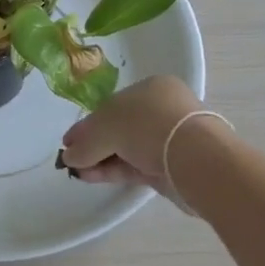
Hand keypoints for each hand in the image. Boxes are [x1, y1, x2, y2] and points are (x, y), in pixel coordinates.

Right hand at [59, 75, 213, 204]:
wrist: (196, 159)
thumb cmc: (149, 126)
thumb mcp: (107, 126)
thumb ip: (86, 141)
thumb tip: (69, 156)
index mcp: (151, 88)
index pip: (113, 105)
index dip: (88, 123)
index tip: (68, 141)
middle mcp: (161, 110)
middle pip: (119, 128)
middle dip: (93, 143)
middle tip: (71, 159)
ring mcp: (167, 140)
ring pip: (127, 149)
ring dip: (100, 159)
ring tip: (76, 172)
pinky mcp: (170, 167)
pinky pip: (134, 166)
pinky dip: (112, 171)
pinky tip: (91, 177)